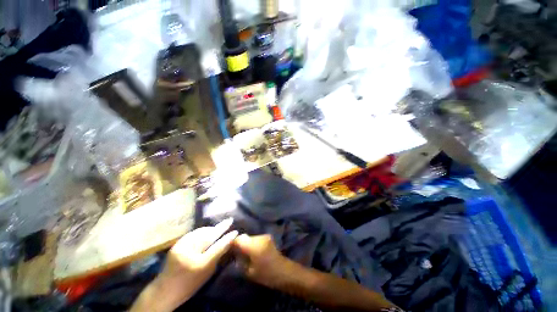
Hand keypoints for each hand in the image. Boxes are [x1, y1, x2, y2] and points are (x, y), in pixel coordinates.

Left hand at [132, 218, 237, 311]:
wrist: (165, 290)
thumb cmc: (190, 285)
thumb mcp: (208, 273)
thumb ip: (218, 256)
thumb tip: (228, 242)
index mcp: (199, 264)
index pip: (217, 247)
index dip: (227, 238)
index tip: (235, 231)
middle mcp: (189, 253)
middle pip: (209, 236)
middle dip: (220, 227)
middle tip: (229, 220)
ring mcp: (181, 247)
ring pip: (201, 232)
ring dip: (211, 228)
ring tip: (218, 227)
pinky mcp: (176, 244)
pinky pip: (193, 233)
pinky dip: (202, 231)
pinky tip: (207, 230)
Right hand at [233, 234, 288, 287]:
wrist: (284, 271)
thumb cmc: (266, 274)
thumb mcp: (249, 272)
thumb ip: (240, 261)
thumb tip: (234, 255)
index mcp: (253, 245)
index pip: (239, 239)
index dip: (232, 243)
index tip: (227, 249)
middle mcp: (259, 237)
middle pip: (245, 237)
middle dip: (239, 243)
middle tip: (235, 252)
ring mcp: (264, 236)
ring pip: (250, 237)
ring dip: (247, 243)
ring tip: (244, 253)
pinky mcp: (268, 237)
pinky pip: (256, 239)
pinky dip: (252, 243)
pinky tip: (253, 251)